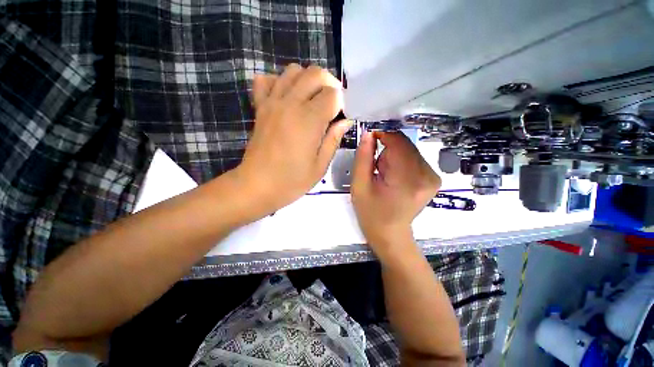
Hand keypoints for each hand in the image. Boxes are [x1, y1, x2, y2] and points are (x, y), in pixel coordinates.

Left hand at [236, 64, 352, 215]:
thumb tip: (345, 122)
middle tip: (332, 103)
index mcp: (309, 120)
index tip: (340, 116)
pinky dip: (280, 82)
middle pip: (315, 73)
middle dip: (329, 83)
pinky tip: (287, 97)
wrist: (257, 185)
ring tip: (312, 99)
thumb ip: (334, 139)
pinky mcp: (260, 107)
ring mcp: (272, 103)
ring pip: (293, 71)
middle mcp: (291, 104)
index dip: (341, 103)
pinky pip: (267, 80)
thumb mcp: (320, 166)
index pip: (333, 94)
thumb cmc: (292, 180)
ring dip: (308, 80)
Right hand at [351, 131, 440, 255]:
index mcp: (408, 179)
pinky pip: (414, 158)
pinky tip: (394, 178)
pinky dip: (401, 163)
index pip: (398, 141)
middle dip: (387, 151)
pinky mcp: (434, 179)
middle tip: (376, 169)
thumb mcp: (359, 186)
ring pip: (409, 150)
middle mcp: (427, 175)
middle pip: (404, 145)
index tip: (369, 141)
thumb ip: (363, 158)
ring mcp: (433, 177)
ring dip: (393, 157)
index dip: (382, 136)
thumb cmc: (371, 213)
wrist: (391, 234)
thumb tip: (368, 134)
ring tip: (384, 176)